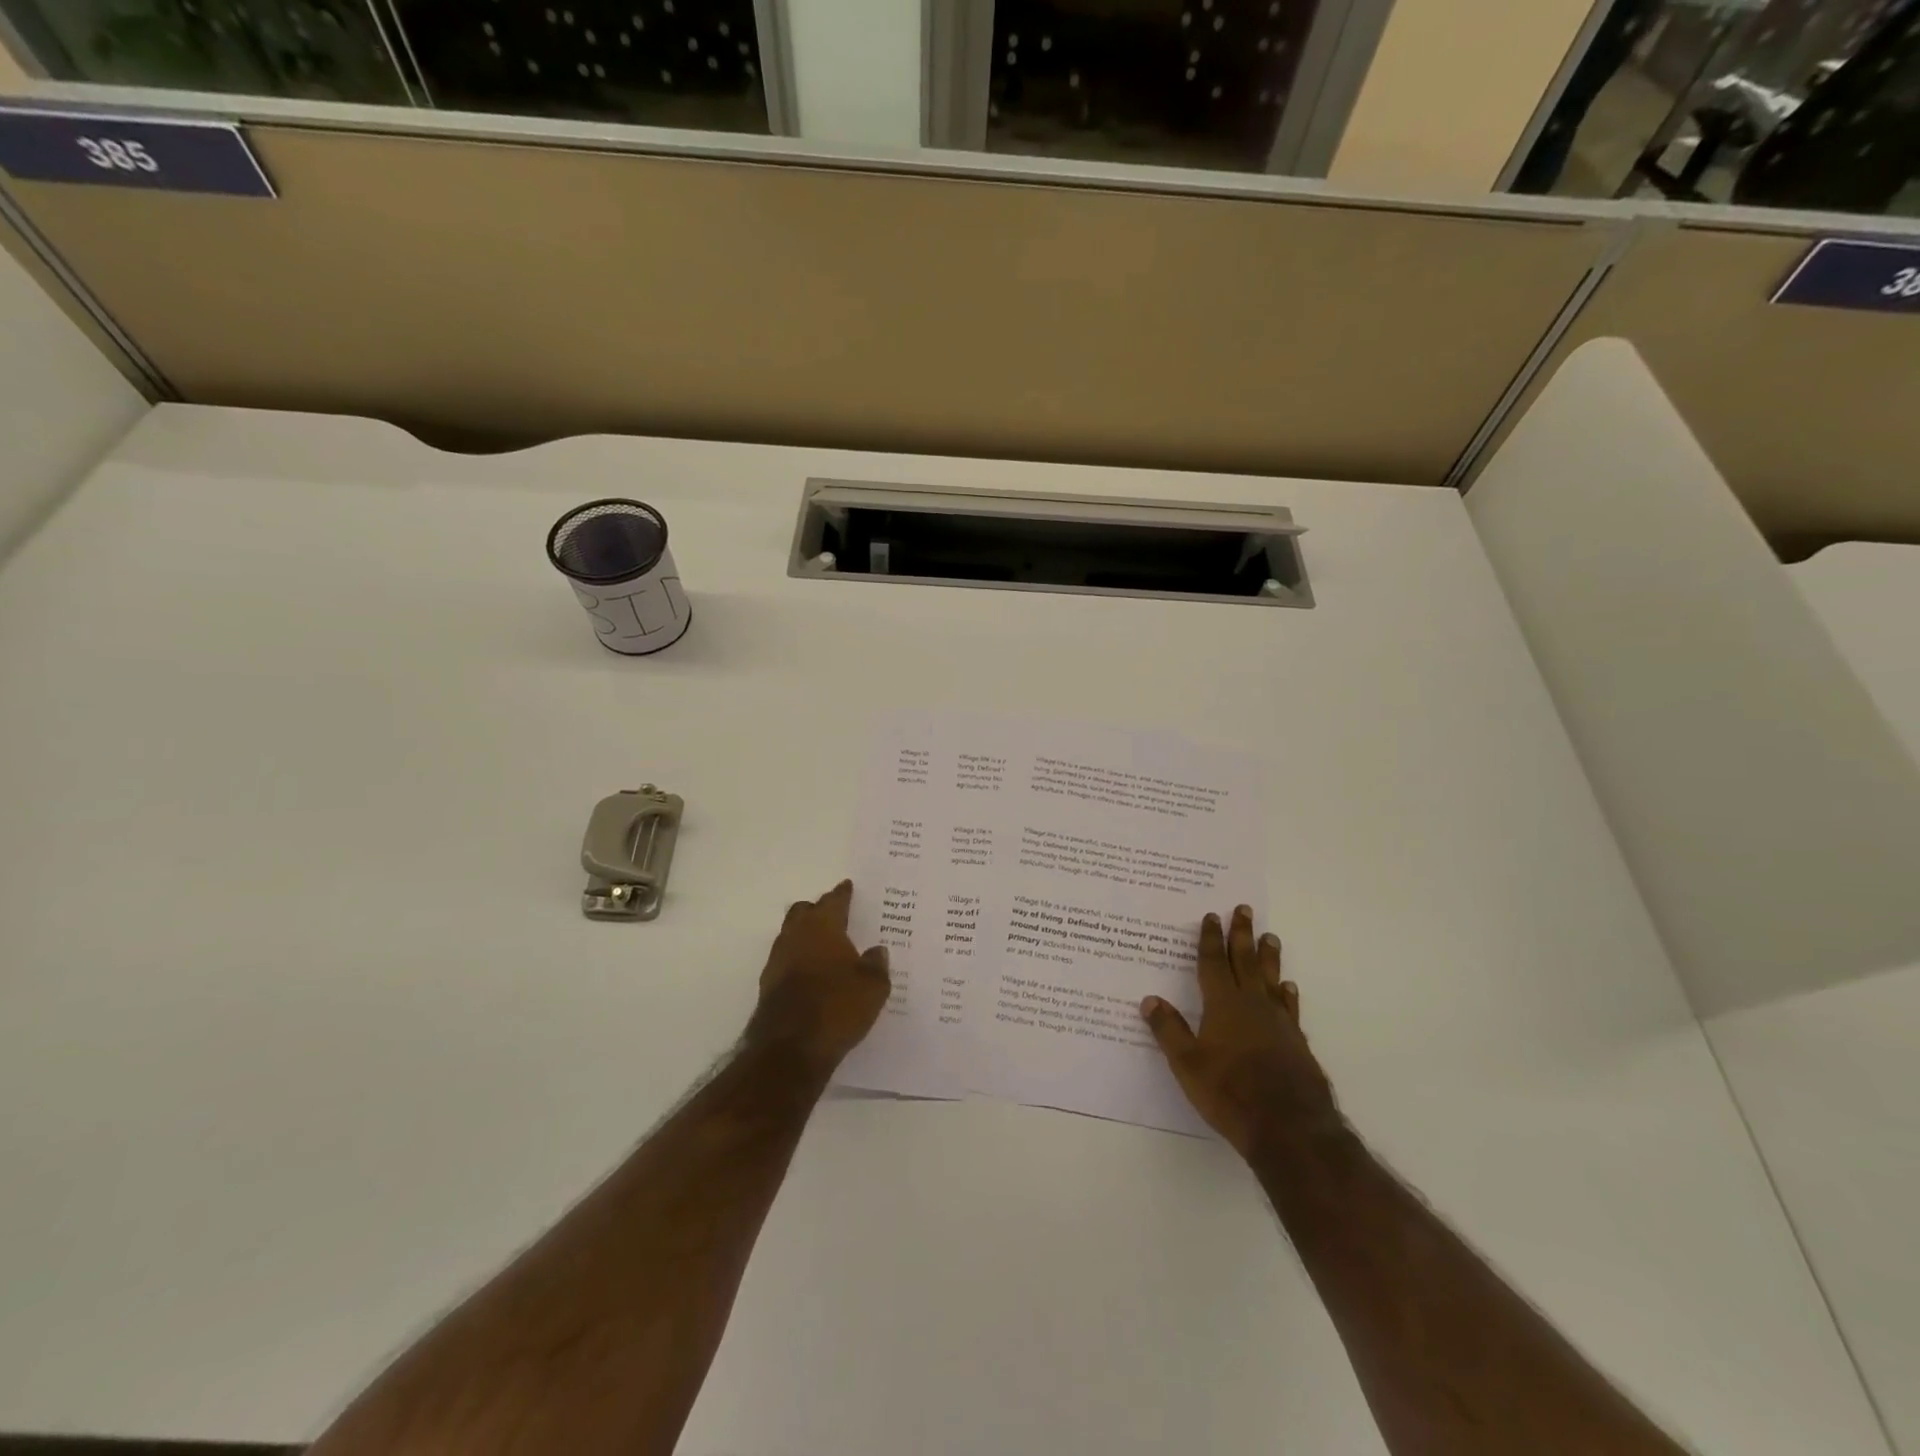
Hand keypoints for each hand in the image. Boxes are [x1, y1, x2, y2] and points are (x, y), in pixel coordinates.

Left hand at [746, 881, 891, 1070]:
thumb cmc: (837, 1008)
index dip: (842, 894)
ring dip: (805, 935)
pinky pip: (786, 961)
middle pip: (804, 912)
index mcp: (823, 927)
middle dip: (818, 909)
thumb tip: (877, 950)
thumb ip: (876, 965)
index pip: (833, 901)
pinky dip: (798, 960)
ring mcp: (777, 961)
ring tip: (825, 945)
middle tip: (835, 914)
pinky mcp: (768, 986)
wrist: (790, 1049)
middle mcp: (796, 936)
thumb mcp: (873, 987)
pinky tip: (812, 974)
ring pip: (791, 935)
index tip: (847, 886)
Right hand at [1140, 905, 1336, 1158]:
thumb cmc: (1230, 1092)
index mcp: (1222, 1005)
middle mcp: (1252, 1005)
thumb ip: (1169, 1030)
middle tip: (1244, 909)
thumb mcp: (1187, 1064)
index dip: (1211, 939)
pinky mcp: (1296, 1042)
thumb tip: (1149, 999)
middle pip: (1245, 962)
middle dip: (1242, 935)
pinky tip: (1288, 987)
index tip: (1212, 916)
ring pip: (1271, 979)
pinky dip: (1287, 994)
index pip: (1213, 963)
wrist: (1289, 1126)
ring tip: (1270, 937)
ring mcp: (1278, 1023)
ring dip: (1268, 957)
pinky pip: (1290, 1007)